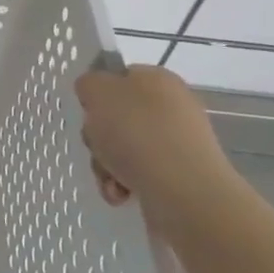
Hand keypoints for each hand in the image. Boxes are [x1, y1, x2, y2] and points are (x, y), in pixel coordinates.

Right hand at [74, 63, 235, 224]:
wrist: (184, 190)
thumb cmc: (137, 133)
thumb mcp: (99, 92)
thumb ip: (89, 83)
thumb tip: (95, 93)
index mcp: (157, 78)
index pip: (119, 78)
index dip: (97, 94)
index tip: (89, 113)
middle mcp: (171, 106)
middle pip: (117, 116)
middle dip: (99, 136)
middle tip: (98, 147)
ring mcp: (177, 142)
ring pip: (124, 148)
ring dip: (106, 164)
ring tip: (111, 179)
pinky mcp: (179, 174)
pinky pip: (139, 173)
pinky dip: (124, 183)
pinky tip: (123, 194)